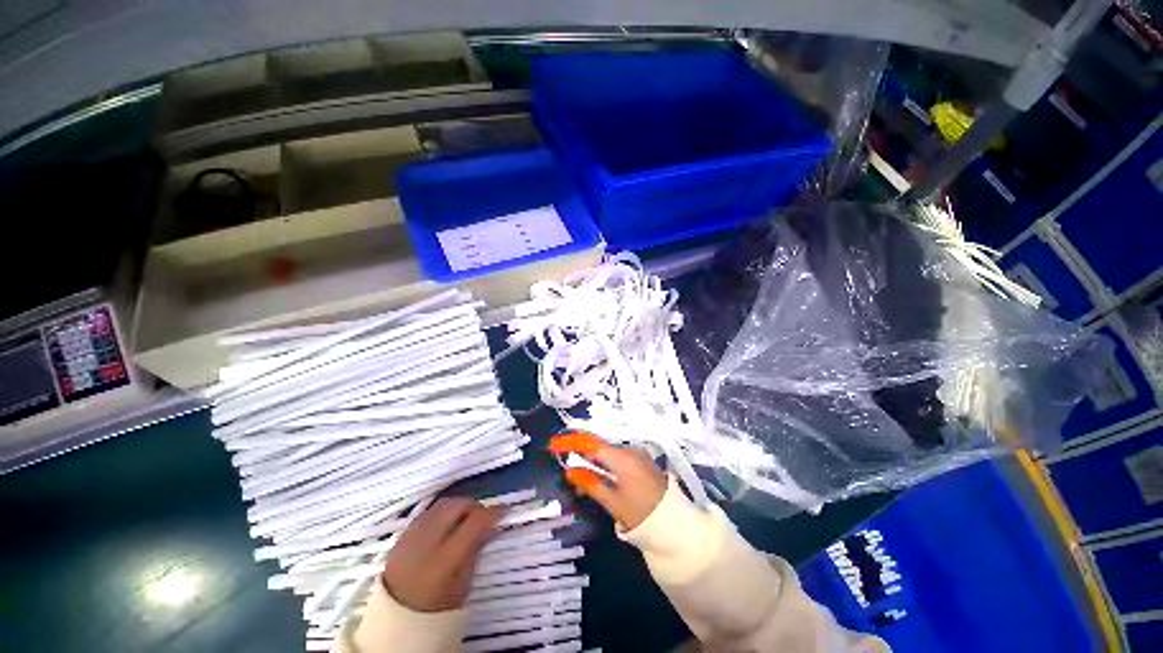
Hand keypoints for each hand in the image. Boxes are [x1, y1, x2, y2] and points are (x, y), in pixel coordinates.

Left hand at [381, 497, 499, 611]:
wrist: (395, 620)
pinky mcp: (401, 534)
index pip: (475, 521)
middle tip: (482, 517)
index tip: (503, 512)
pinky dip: (442, 512)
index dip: (493, 513)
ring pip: (442, 503)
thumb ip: (475, 550)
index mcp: (445, 557)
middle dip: (474, 506)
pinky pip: (428, 512)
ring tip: (464, 519)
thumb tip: (490, 525)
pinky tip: (446, 525)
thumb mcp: (463, 583)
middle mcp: (427, 539)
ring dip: (458, 506)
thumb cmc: (436, 607)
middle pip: (458, 505)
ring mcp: (411, 535)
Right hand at [552, 434, 667, 530]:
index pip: (592, 444)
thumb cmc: (641, 515)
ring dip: (592, 457)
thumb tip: (570, 471)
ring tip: (578, 470)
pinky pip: (618, 456)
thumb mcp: (613, 503)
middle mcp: (630, 451)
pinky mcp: (642, 461)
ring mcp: (638, 454)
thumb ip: (591, 484)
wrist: (673, 524)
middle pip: (600, 445)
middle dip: (580, 449)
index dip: (572, 441)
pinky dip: (604, 462)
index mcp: (622, 459)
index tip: (555, 443)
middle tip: (562, 456)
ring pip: (608, 451)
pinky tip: (596, 472)